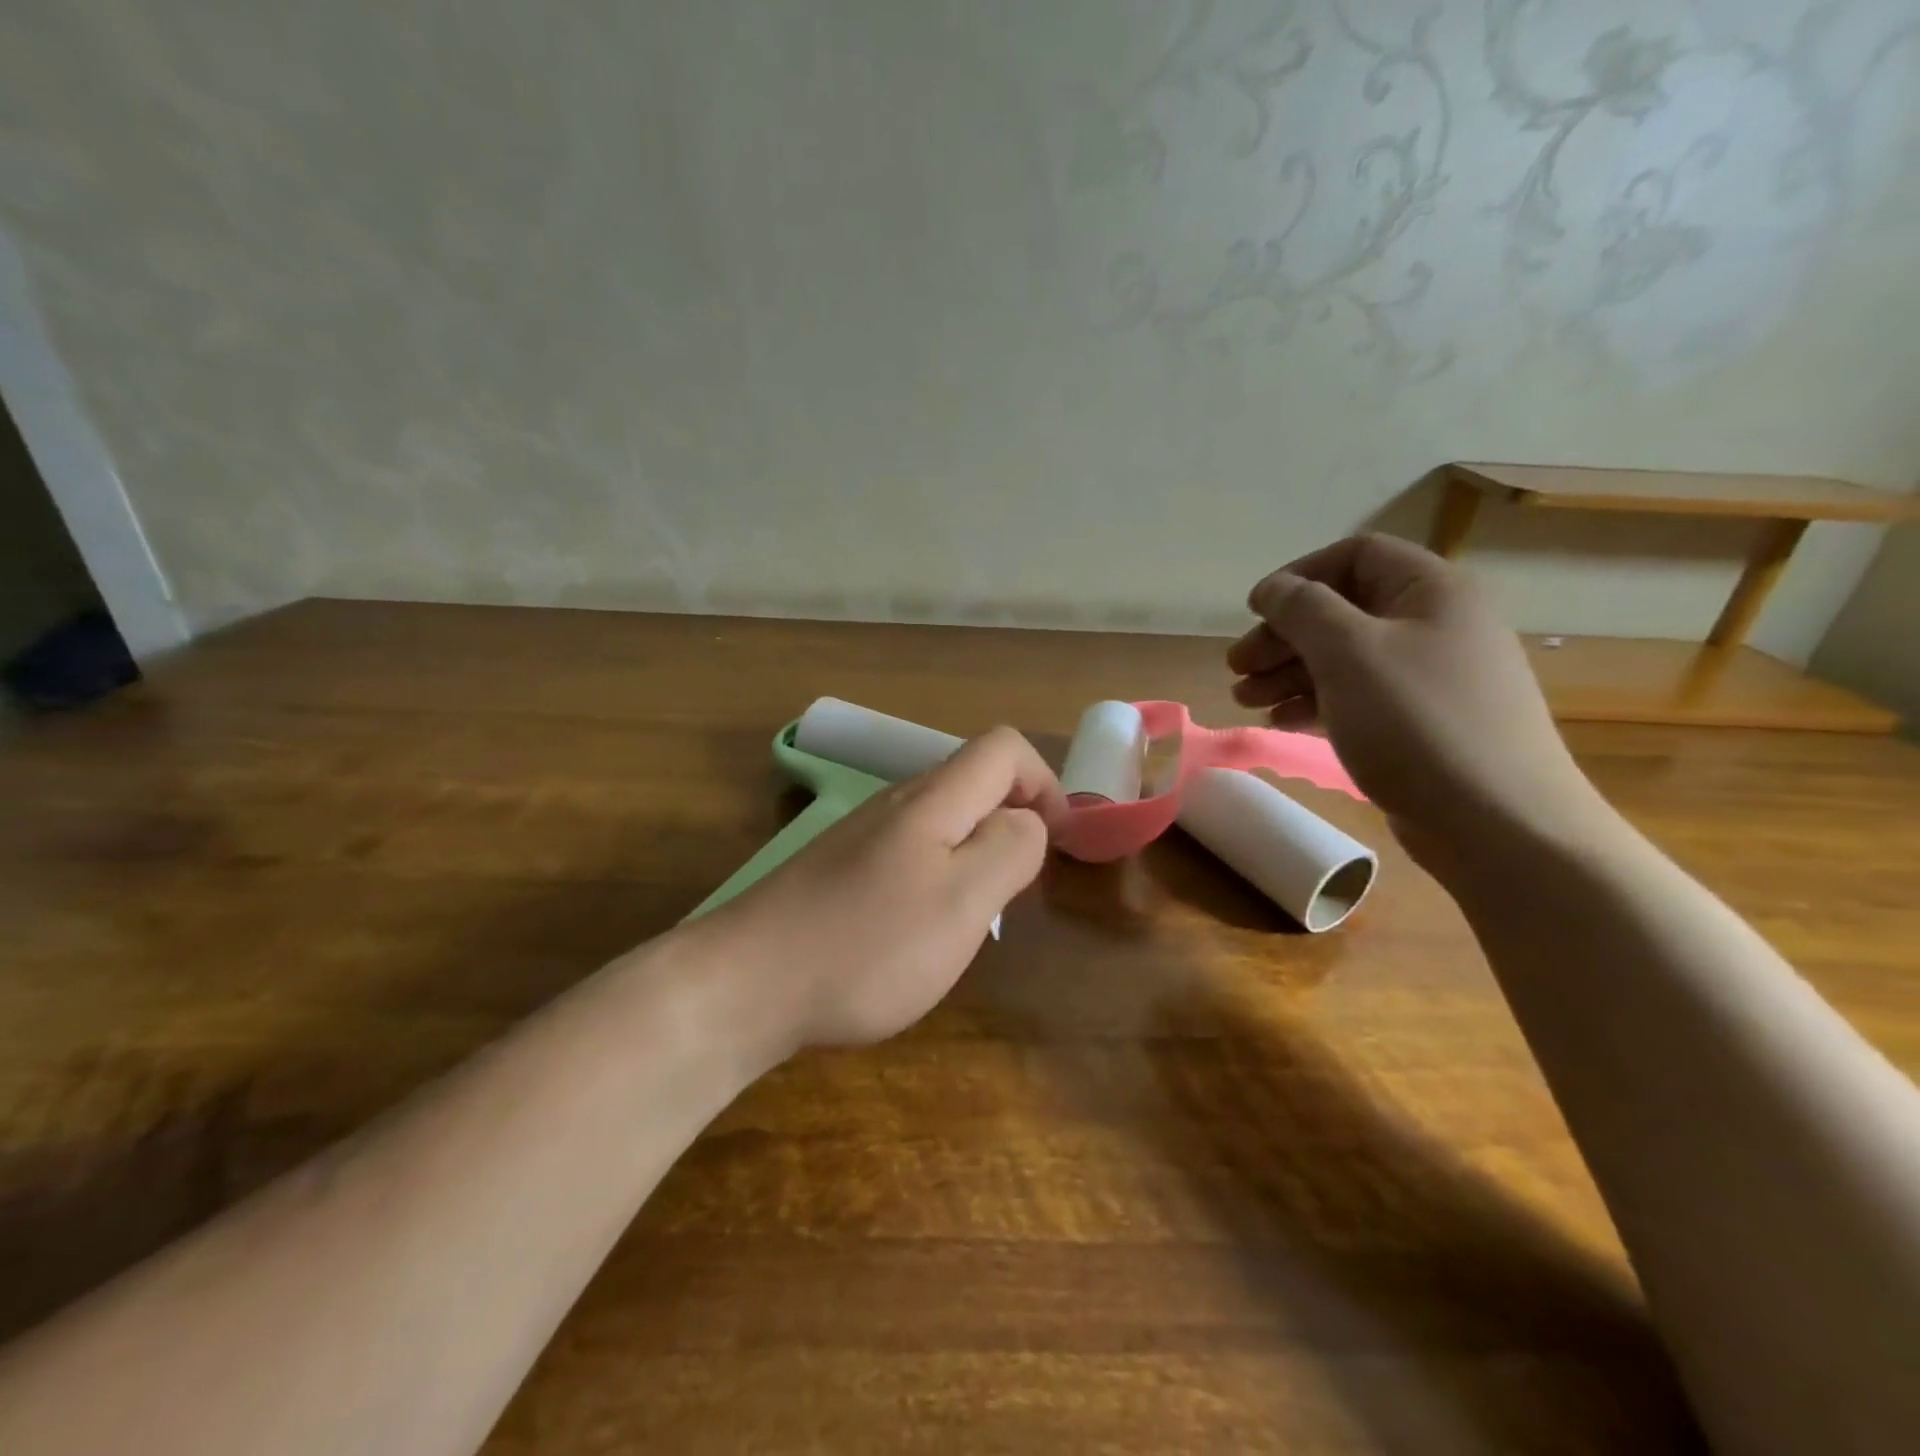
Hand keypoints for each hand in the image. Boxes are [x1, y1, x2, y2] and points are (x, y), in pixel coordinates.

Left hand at [686, 726, 1065, 1051]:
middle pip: (973, 782)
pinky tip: (918, 931)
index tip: (1055, 843)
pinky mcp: (839, 869)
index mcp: (932, 800)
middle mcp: (896, 803)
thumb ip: (1009, 850)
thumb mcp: (963, 903)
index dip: (1043, 783)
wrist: (746, 983)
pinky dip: (936, 877)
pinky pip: (909, 853)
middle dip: (1011, 824)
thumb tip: (1026, 821)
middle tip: (1014, 892)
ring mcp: (862, 835)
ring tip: (971, 918)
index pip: (1003, 748)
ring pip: (942, 821)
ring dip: (974, 854)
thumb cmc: (868, 946)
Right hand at [1226, 534, 1602, 861]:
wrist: (1497, 824)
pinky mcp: (1420, 724)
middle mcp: (1435, 626)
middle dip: (1284, 636)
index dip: (1299, 576)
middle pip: (1343, 611)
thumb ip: (1303, 610)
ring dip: (1290, 674)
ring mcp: (1430, 679)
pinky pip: (1359, 698)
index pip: (1356, 555)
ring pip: (1346, 659)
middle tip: (1237, 668)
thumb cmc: (1417, 723)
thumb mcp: (1349, 653)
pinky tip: (1282, 723)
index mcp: (1431, 591)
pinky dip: (1316, 704)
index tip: (1254, 611)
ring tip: (1246, 701)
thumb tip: (1272, 587)